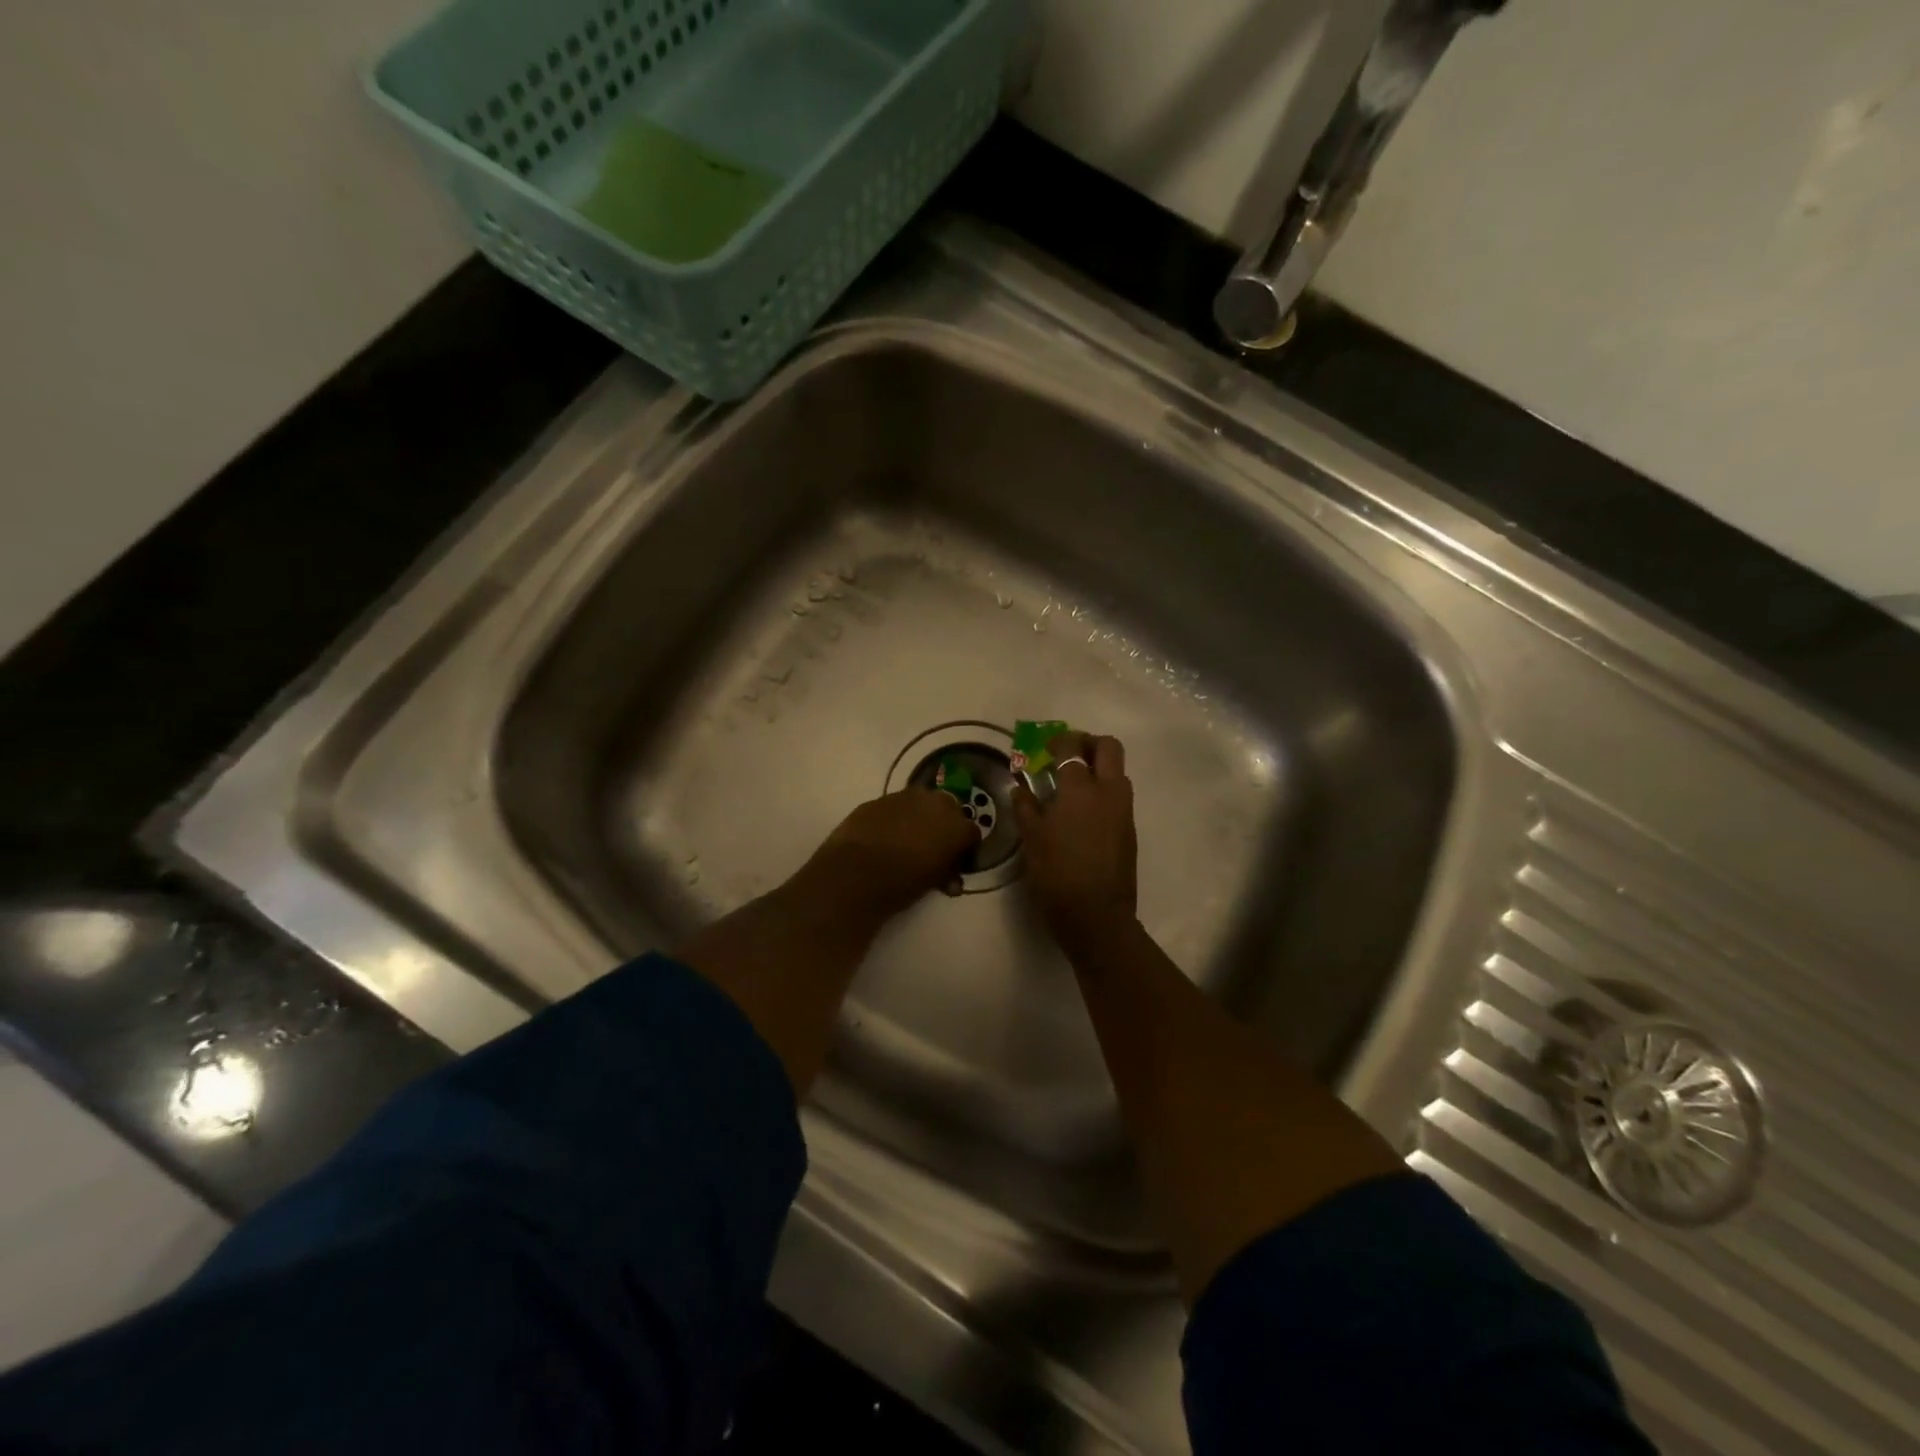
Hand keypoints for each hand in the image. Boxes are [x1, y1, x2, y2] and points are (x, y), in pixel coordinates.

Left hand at [807, 788, 976, 920]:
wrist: (854, 873)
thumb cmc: (901, 883)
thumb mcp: (932, 883)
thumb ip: (946, 874)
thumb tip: (950, 878)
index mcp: (956, 826)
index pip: (971, 834)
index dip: (965, 849)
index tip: (956, 864)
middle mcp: (936, 803)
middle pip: (949, 811)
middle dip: (944, 827)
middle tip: (933, 848)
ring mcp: (906, 797)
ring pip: (922, 804)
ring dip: (920, 818)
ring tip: (907, 840)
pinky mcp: (879, 799)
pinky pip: (896, 806)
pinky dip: (896, 818)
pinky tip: (885, 835)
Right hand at [1012, 732, 1137, 949]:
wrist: (1097, 916)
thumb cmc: (1057, 874)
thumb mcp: (1031, 840)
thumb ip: (1025, 807)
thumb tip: (1020, 787)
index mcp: (1080, 789)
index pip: (1073, 747)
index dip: (1058, 741)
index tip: (1044, 748)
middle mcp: (1108, 792)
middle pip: (1109, 747)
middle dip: (1088, 743)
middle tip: (1066, 756)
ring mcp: (1124, 811)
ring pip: (1118, 771)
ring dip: (1099, 767)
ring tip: (1073, 787)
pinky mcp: (1129, 830)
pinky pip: (1119, 796)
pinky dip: (1103, 791)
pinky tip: (1082, 814)